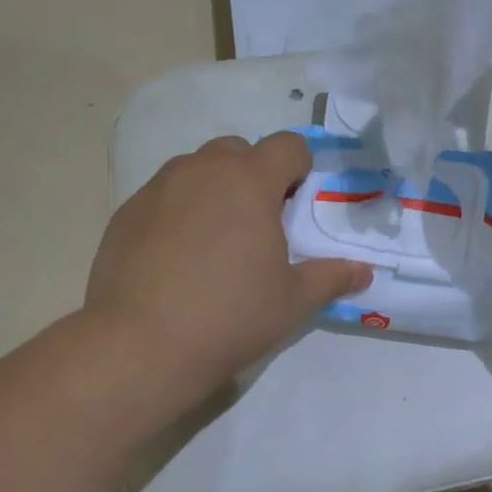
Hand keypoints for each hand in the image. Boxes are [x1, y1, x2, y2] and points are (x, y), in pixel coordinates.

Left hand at [84, 133, 372, 410]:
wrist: (140, 346)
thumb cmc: (230, 316)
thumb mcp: (292, 301)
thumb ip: (331, 277)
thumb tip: (365, 272)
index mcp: (250, 180)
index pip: (287, 145)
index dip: (299, 167)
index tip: (296, 202)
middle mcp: (204, 170)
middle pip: (238, 150)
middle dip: (253, 174)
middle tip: (257, 222)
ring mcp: (160, 187)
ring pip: (196, 168)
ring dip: (213, 188)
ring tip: (213, 238)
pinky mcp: (126, 211)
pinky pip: (163, 195)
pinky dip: (177, 210)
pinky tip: (175, 256)